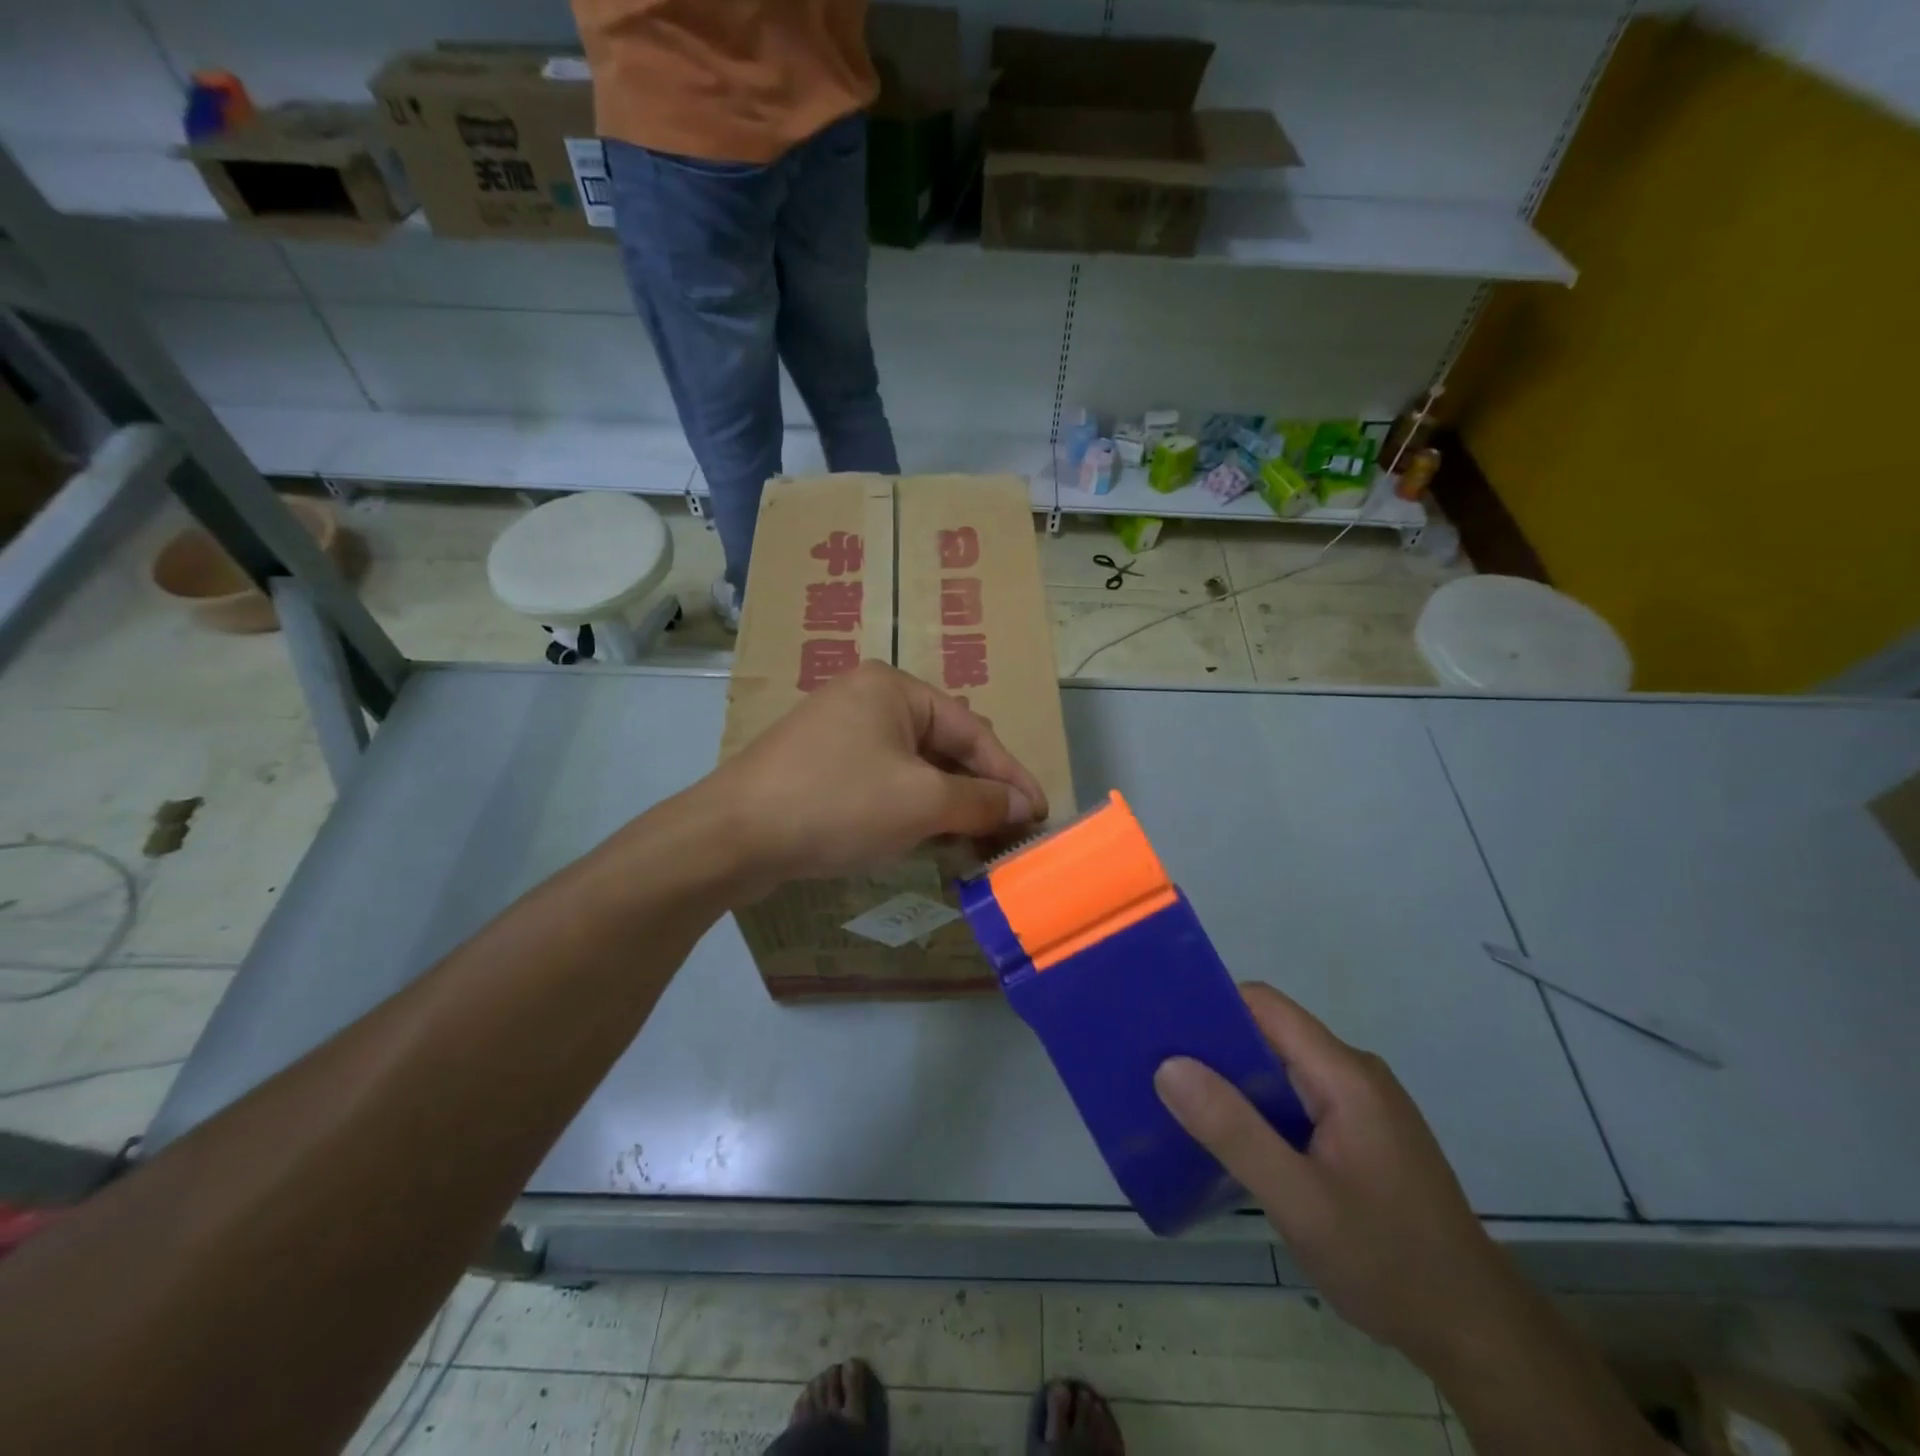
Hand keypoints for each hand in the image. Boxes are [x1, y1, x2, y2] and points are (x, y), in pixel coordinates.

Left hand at [708, 661, 1048, 890]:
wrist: (732, 836)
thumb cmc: (838, 804)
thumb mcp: (921, 802)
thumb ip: (980, 800)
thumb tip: (1025, 805)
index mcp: (894, 688)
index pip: (972, 731)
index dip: (1011, 776)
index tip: (1041, 813)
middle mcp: (867, 699)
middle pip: (943, 746)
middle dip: (979, 791)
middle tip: (1010, 832)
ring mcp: (839, 732)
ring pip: (913, 767)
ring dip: (948, 804)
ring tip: (978, 842)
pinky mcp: (820, 766)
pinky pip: (883, 782)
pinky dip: (912, 809)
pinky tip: (930, 839)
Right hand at [1155, 984, 1523, 1367]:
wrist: (1478, 1334)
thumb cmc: (1388, 1261)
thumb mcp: (1299, 1200)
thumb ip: (1233, 1130)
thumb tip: (1169, 1066)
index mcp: (1344, 1074)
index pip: (1264, 1005)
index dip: (1210, 1006)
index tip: (1161, 1027)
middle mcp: (1354, 1074)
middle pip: (1270, 1033)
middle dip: (1213, 1047)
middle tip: (1158, 1070)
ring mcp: (1361, 1104)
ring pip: (1282, 1068)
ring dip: (1234, 1081)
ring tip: (1182, 1103)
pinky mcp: (1362, 1133)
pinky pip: (1297, 1098)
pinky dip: (1260, 1109)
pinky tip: (1233, 1140)